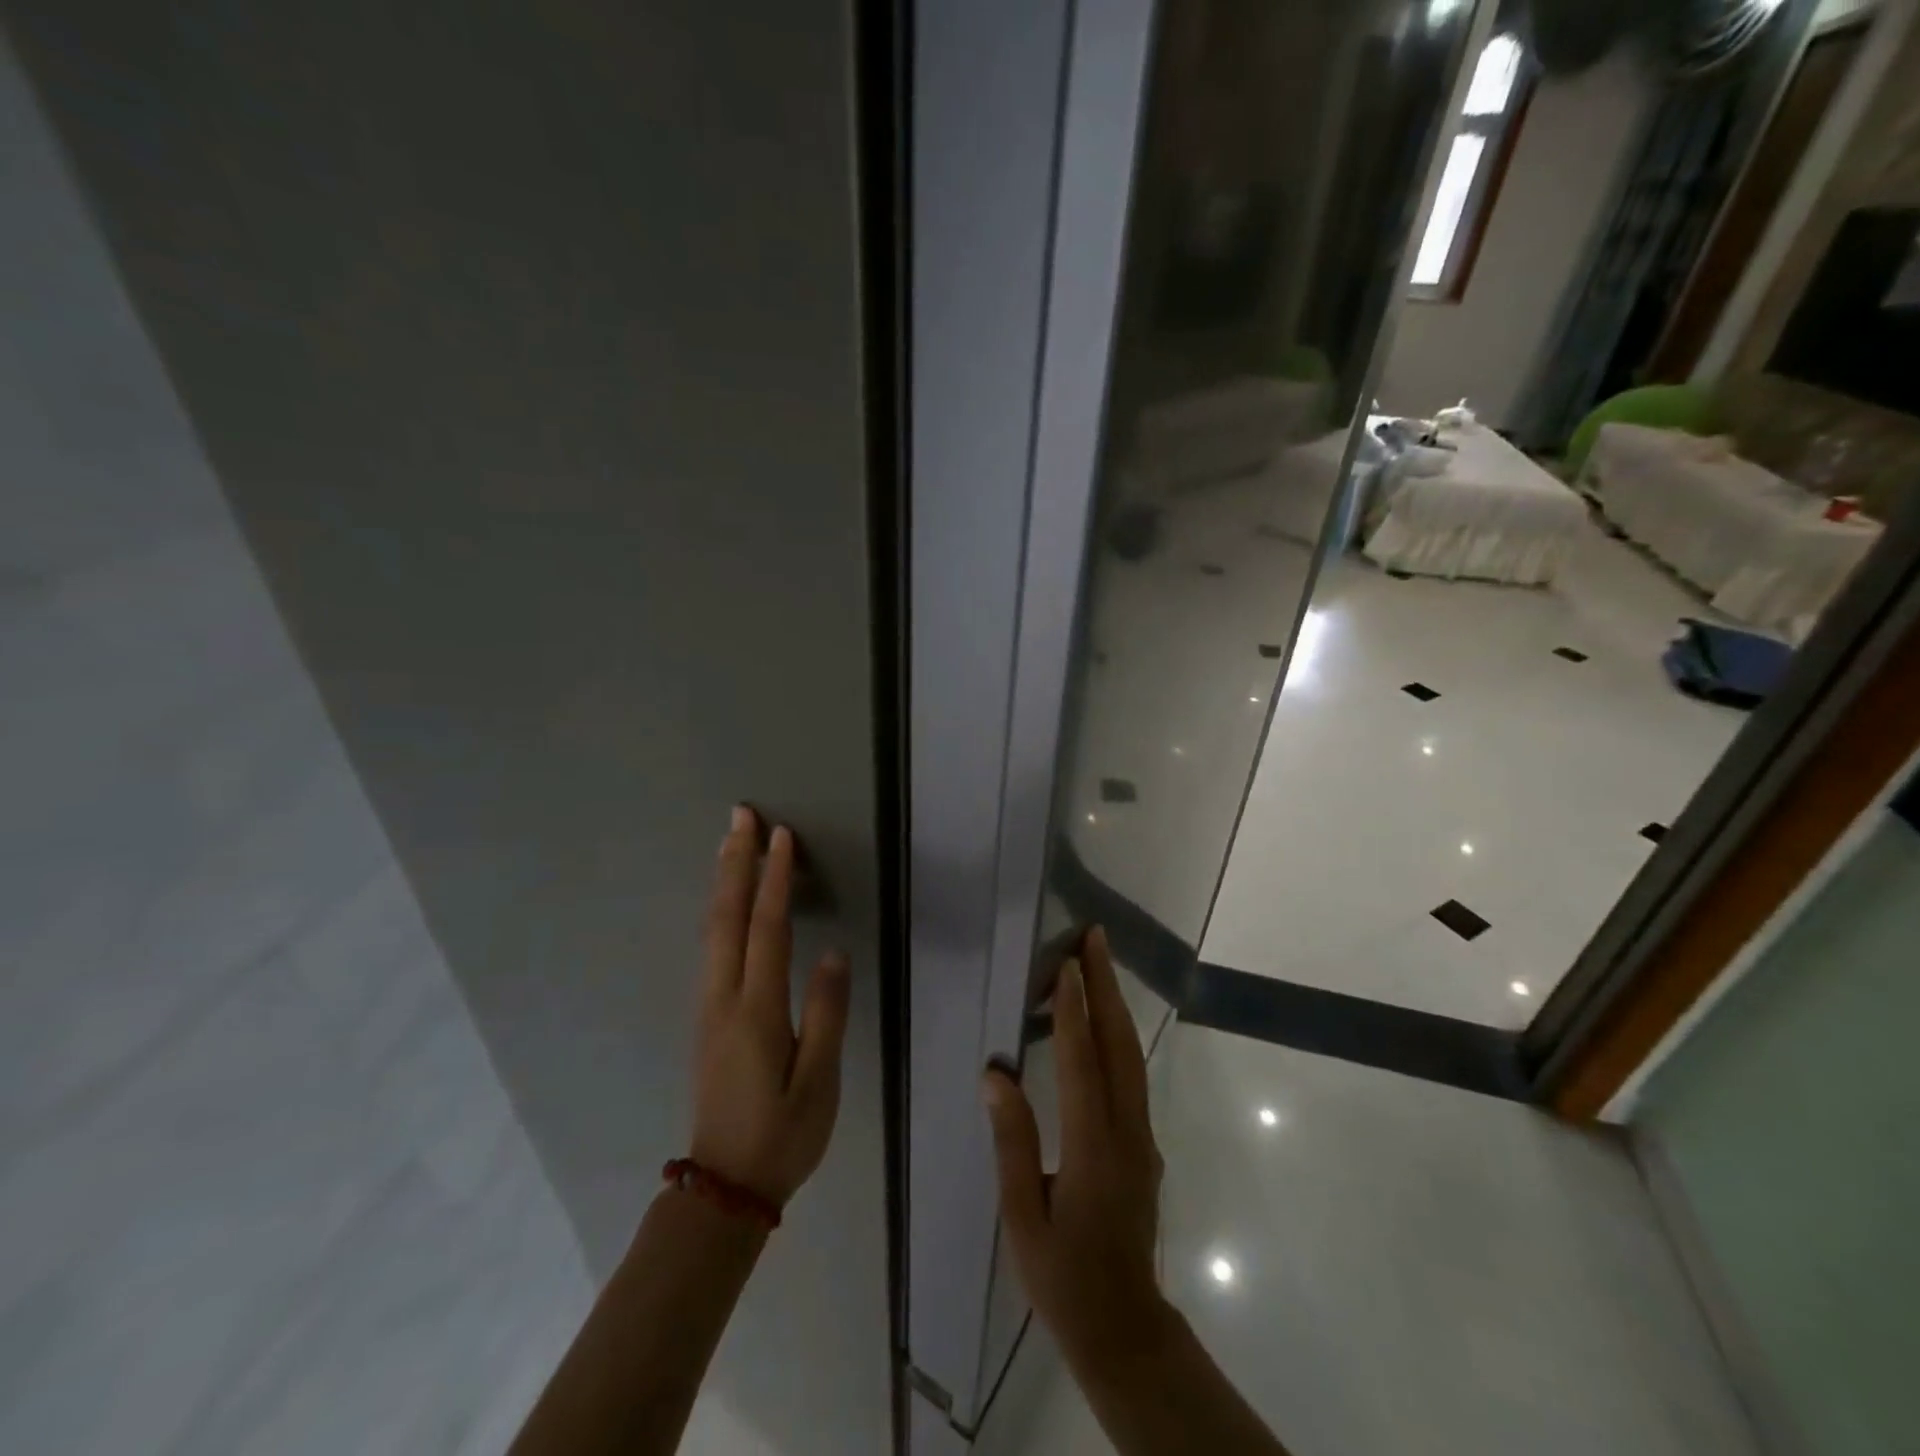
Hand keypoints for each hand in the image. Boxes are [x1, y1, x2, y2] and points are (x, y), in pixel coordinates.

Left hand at [693, 806, 850, 1206]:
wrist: (723, 1188)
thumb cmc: (782, 1135)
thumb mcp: (819, 1082)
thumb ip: (826, 1014)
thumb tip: (832, 952)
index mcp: (757, 1011)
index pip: (767, 929)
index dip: (774, 879)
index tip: (781, 836)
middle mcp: (725, 999)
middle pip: (726, 917)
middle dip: (734, 862)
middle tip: (741, 816)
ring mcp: (709, 1007)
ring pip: (712, 929)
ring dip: (722, 880)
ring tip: (730, 842)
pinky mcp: (707, 1017)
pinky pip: (712, 947)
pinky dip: (720, 910)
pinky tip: (726, 901)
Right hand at [982, 927, 1168, 1366]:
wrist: (1125, 1327)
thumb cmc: (1063, 1276)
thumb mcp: (1022, 1216)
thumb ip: (1012, 1141)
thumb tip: (996, 1073)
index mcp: (1092, 1149)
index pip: (1083, 1064)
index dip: (1074, 1011)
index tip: (1066, 965)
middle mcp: (1126, 1132)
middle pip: (1119, 1046)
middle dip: (1106, 987)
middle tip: (1095, 939)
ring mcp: (1143, 1136)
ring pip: (1132, 1056)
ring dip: (1116, 1005)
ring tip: (1100, 963)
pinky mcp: (1145, 1143)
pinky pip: (1132, 1075)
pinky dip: (1119, 1035)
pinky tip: (1104, 1020)